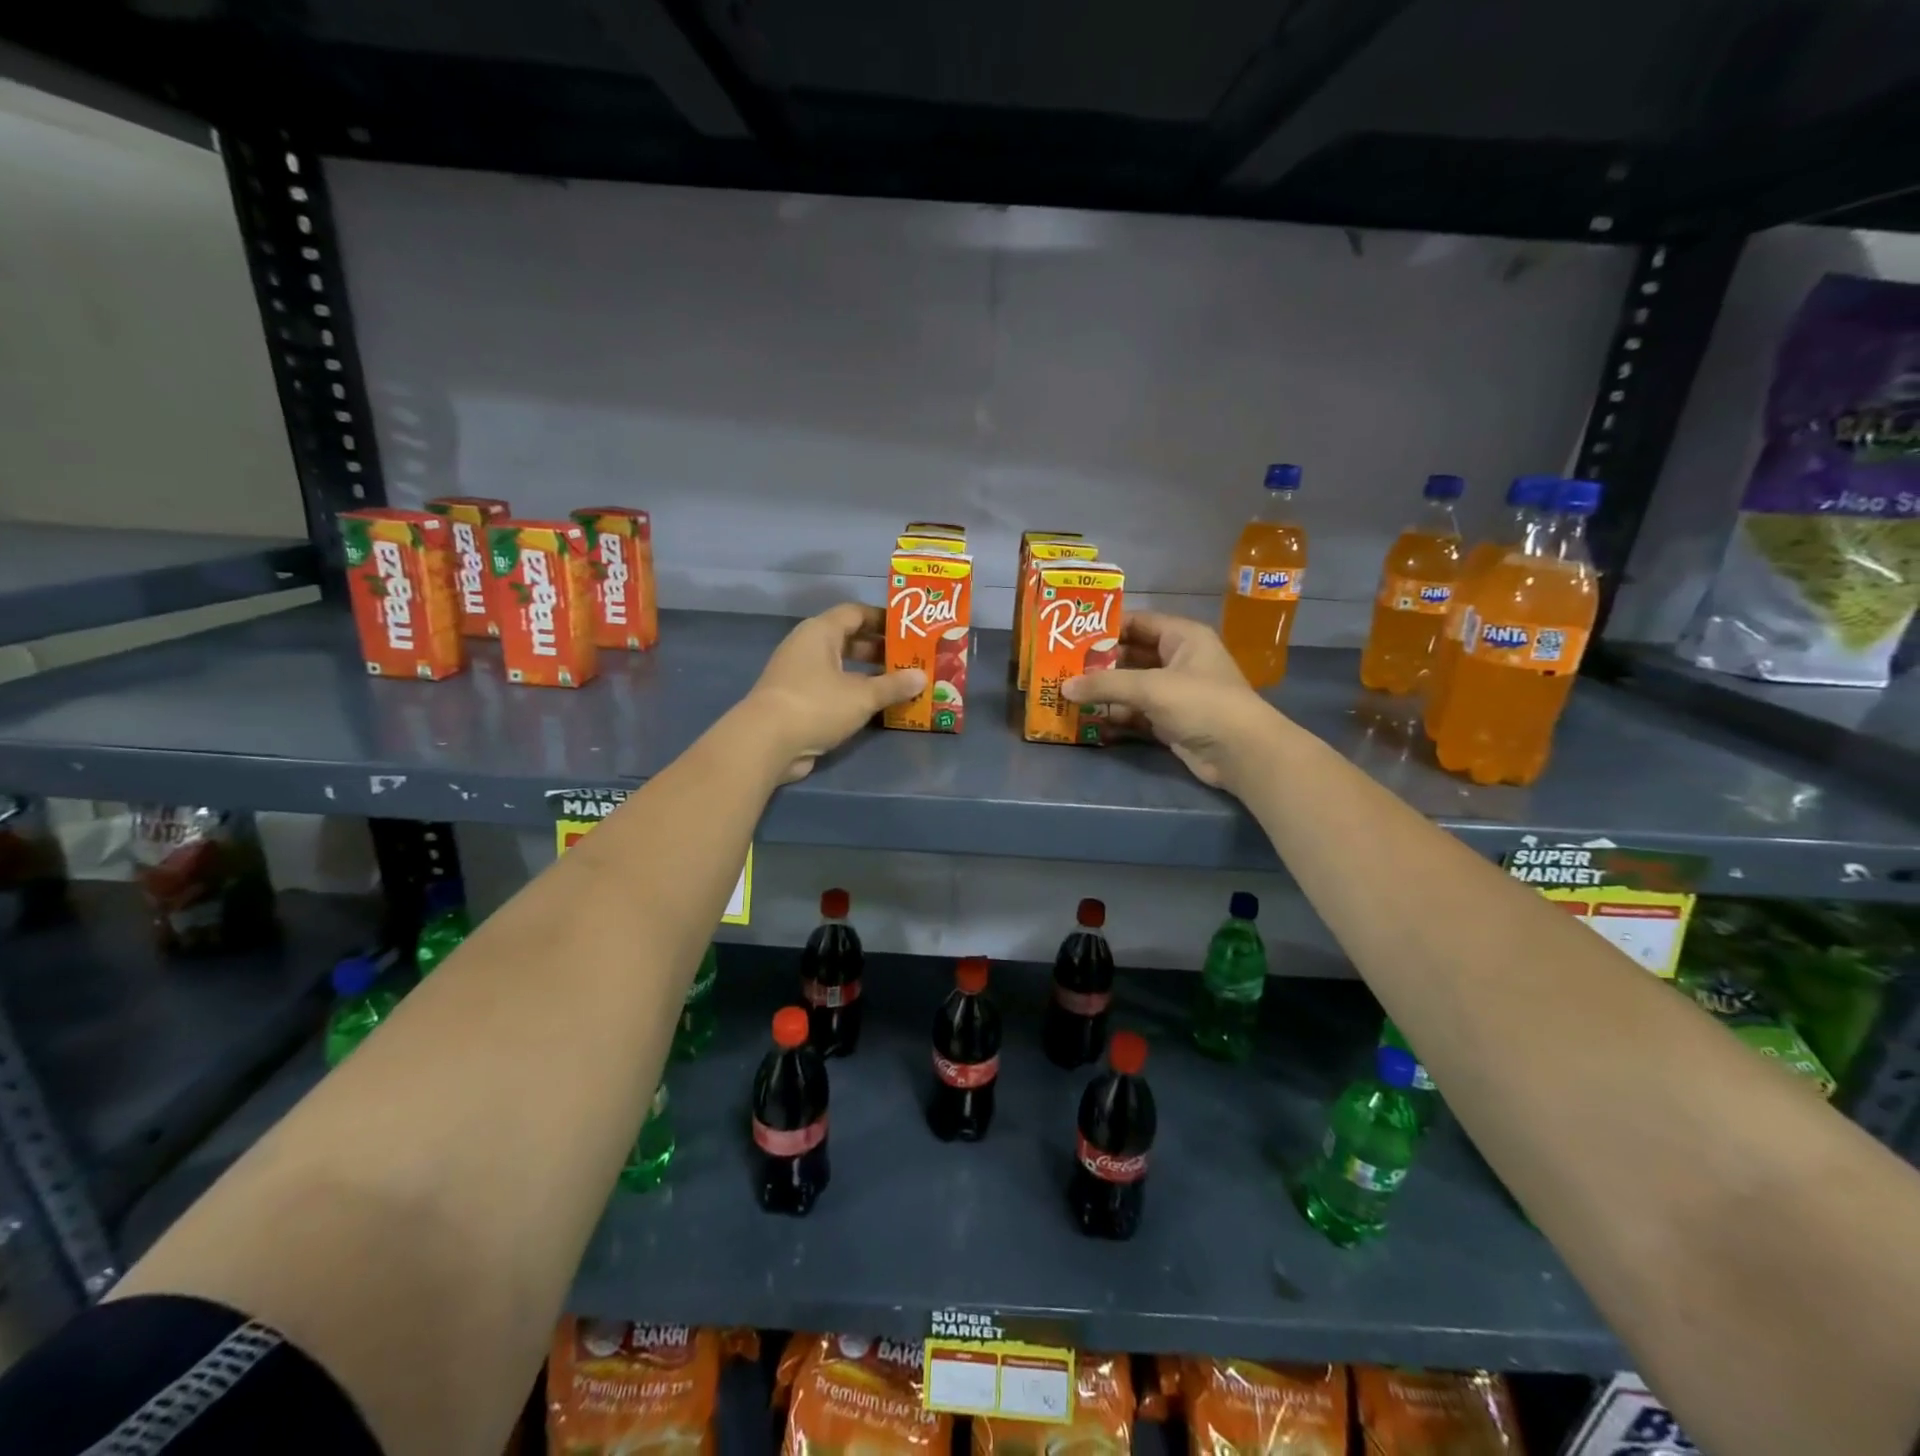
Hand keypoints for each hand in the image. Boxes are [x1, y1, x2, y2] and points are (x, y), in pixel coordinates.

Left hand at [745, 603, 923, 782]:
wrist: (765, 742)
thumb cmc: (816, 705)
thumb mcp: (862, 696)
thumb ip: (893, 685)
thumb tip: (922, 677)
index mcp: (820, 632)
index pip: (855, 613)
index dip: (883, 619)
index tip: (909, 630)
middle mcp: (807, 647)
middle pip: (848, 639)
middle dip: (879, 650)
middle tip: (910, 659)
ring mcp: (799, 674)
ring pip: (841, 666)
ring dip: (868, 674)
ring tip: (900, 684)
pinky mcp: (797, 700)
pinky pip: (832, 688)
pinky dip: (853, 693)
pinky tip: (876, 706)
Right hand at [1061, 612, 1274, 787]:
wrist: (1240, 753)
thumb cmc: (1201, 703)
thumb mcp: (1151, 687)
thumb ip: (1105, 684)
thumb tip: (1064, 687)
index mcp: (1182, 637)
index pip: (1138, 622)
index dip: (1106, 626)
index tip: (1071, 634)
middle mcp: (1178, 660)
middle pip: (1130, 655)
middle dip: (1098, 663)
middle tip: (1062, 667)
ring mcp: (1174, 693)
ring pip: (1130, 686)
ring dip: (1103, 691)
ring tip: (1066, 693)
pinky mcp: (1169, 721)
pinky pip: (1135, 713)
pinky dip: (1114, 715)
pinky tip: (1087, 719)